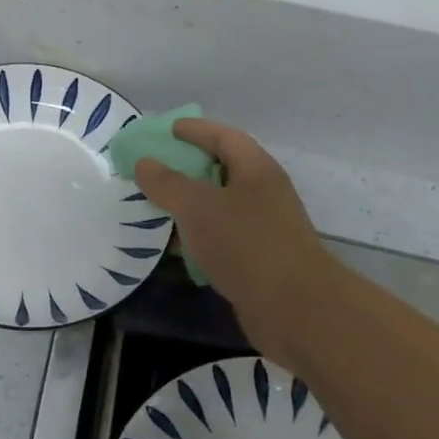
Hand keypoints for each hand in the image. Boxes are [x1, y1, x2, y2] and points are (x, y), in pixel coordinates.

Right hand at [132, 119, 338, 372]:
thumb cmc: (247, 245)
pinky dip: (197, 237)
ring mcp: (262, 229)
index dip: (196, 130)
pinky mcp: (256, 261)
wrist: (294, 309)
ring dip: (189, 205)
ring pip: (219, 207)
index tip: (167, 130)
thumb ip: (168, 183)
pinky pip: (220, 238)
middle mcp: (263, 194)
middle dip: (188, 167)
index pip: (225, 137)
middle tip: (153, 169)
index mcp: (256, 170)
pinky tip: (174, 246)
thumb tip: (144, 163)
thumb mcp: (199, 207)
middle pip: (222, 170)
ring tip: (155, 206)